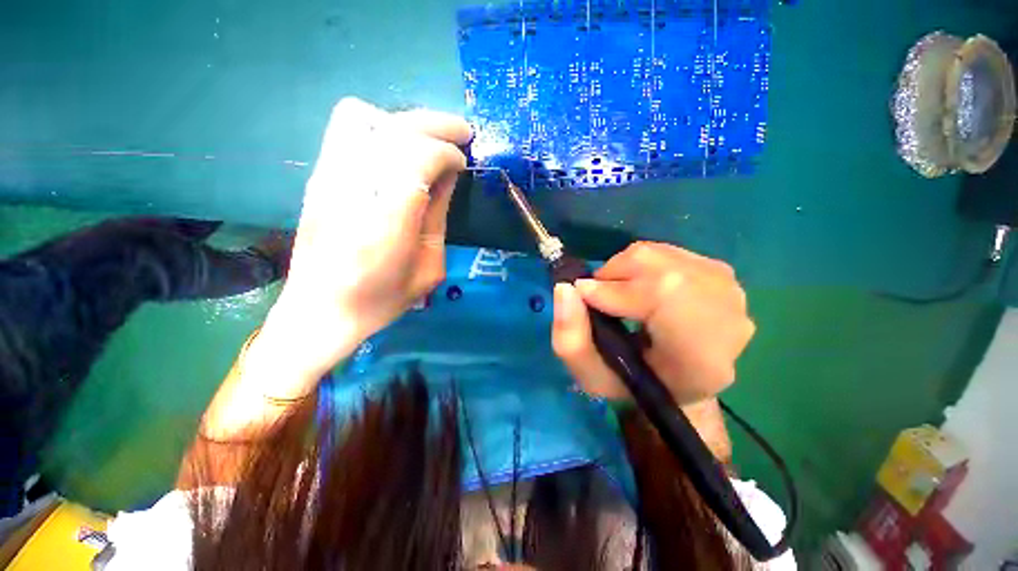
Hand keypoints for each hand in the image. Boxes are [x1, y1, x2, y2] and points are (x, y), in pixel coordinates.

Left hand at [264, 98, 471, 376]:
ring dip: (407, 122)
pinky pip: (345, 128)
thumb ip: (438, 216)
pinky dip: (379, 126)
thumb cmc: (382, 299)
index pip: (419, 157)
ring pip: (366, 117)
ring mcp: (329, 178)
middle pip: (395, 129)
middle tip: (461, 134)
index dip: (447, 152)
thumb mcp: (429, 267)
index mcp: (388, 222)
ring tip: (429, 139)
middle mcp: (354, 190)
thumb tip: (449, 175)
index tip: (463, 163)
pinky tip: (397, 147)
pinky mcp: (318, 177)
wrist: (320, 310)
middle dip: (435, 125)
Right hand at [552, 242, 754, 405]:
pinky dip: (639, 263)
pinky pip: (667, 251)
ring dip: (624, 268)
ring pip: (660, 255)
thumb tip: (565, 288)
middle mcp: (729, 320)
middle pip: (660, 269)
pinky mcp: (721, 272)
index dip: (614, 290)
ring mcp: (730, 291)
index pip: (663, 297)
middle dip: (614, 275)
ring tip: (616, 293)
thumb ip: (570, 338)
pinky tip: (638, 287)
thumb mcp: (590, 375)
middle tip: (597, 296)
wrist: (677, 381)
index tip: (582, 295)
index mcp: (701, 358)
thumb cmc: (633, 385)